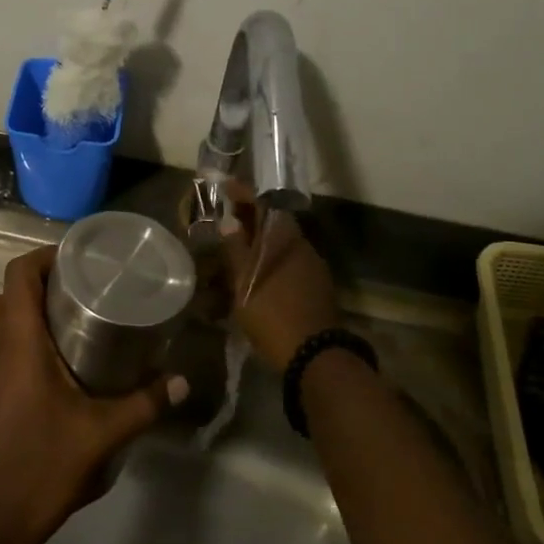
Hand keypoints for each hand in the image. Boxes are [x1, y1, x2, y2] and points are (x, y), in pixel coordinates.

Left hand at [0, 247, 187, 543]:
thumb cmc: (36, 470)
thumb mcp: (99, 437)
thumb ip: (144, 404)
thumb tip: (184, 382)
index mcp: (16, 340)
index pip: (20, 273)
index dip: (47, 256)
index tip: (83, 259)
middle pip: (9, 291)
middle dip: (44, 282)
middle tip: (86, 290)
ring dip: (29, 310)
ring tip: (76, 321)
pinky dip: (20, 337)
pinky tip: (56, 364)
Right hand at [218, 181, 339, 372]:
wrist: (315, 357)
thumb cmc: (273, 314)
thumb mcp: (245, 282)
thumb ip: (236, 249)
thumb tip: (230, 220)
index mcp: (285, 239)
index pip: (264, 205)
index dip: (244, 195)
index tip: (226, 187)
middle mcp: (303, 247)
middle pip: (274, 225)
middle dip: (251, 221)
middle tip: (227, 222)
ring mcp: (314, 269)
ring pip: (282, 247)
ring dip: (261, 245)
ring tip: (238, 253)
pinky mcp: (318, 289)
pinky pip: (290, 265)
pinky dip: (272, 263)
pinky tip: (260, 277)